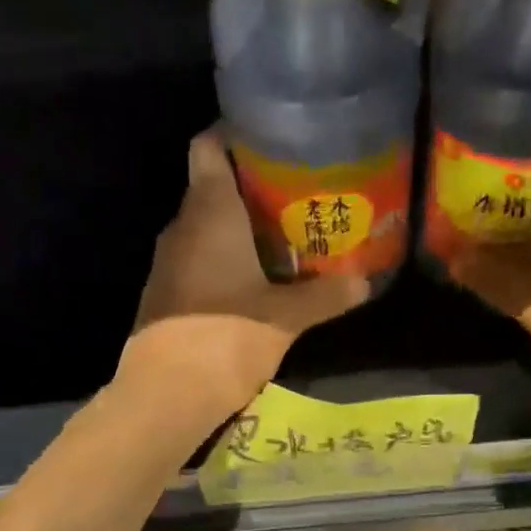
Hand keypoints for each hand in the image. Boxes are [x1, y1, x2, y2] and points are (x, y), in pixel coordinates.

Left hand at [119, 131, 370, 414]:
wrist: (166, 394)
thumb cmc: (228, 337)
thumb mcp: (287, 317)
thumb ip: (326, 295)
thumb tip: (366, 282)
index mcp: (210, 211)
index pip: (209, 146)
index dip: (235, 135)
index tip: (273, 142)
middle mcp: (182, 226)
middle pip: (212, 188)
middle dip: (251, 189)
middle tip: (297, 196)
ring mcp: (167, 262)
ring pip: (205, 229)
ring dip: (238, 231)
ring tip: (283, 239)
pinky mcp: (164, 295)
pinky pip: (197, 262)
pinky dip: (223, 262)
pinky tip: (253, 282)